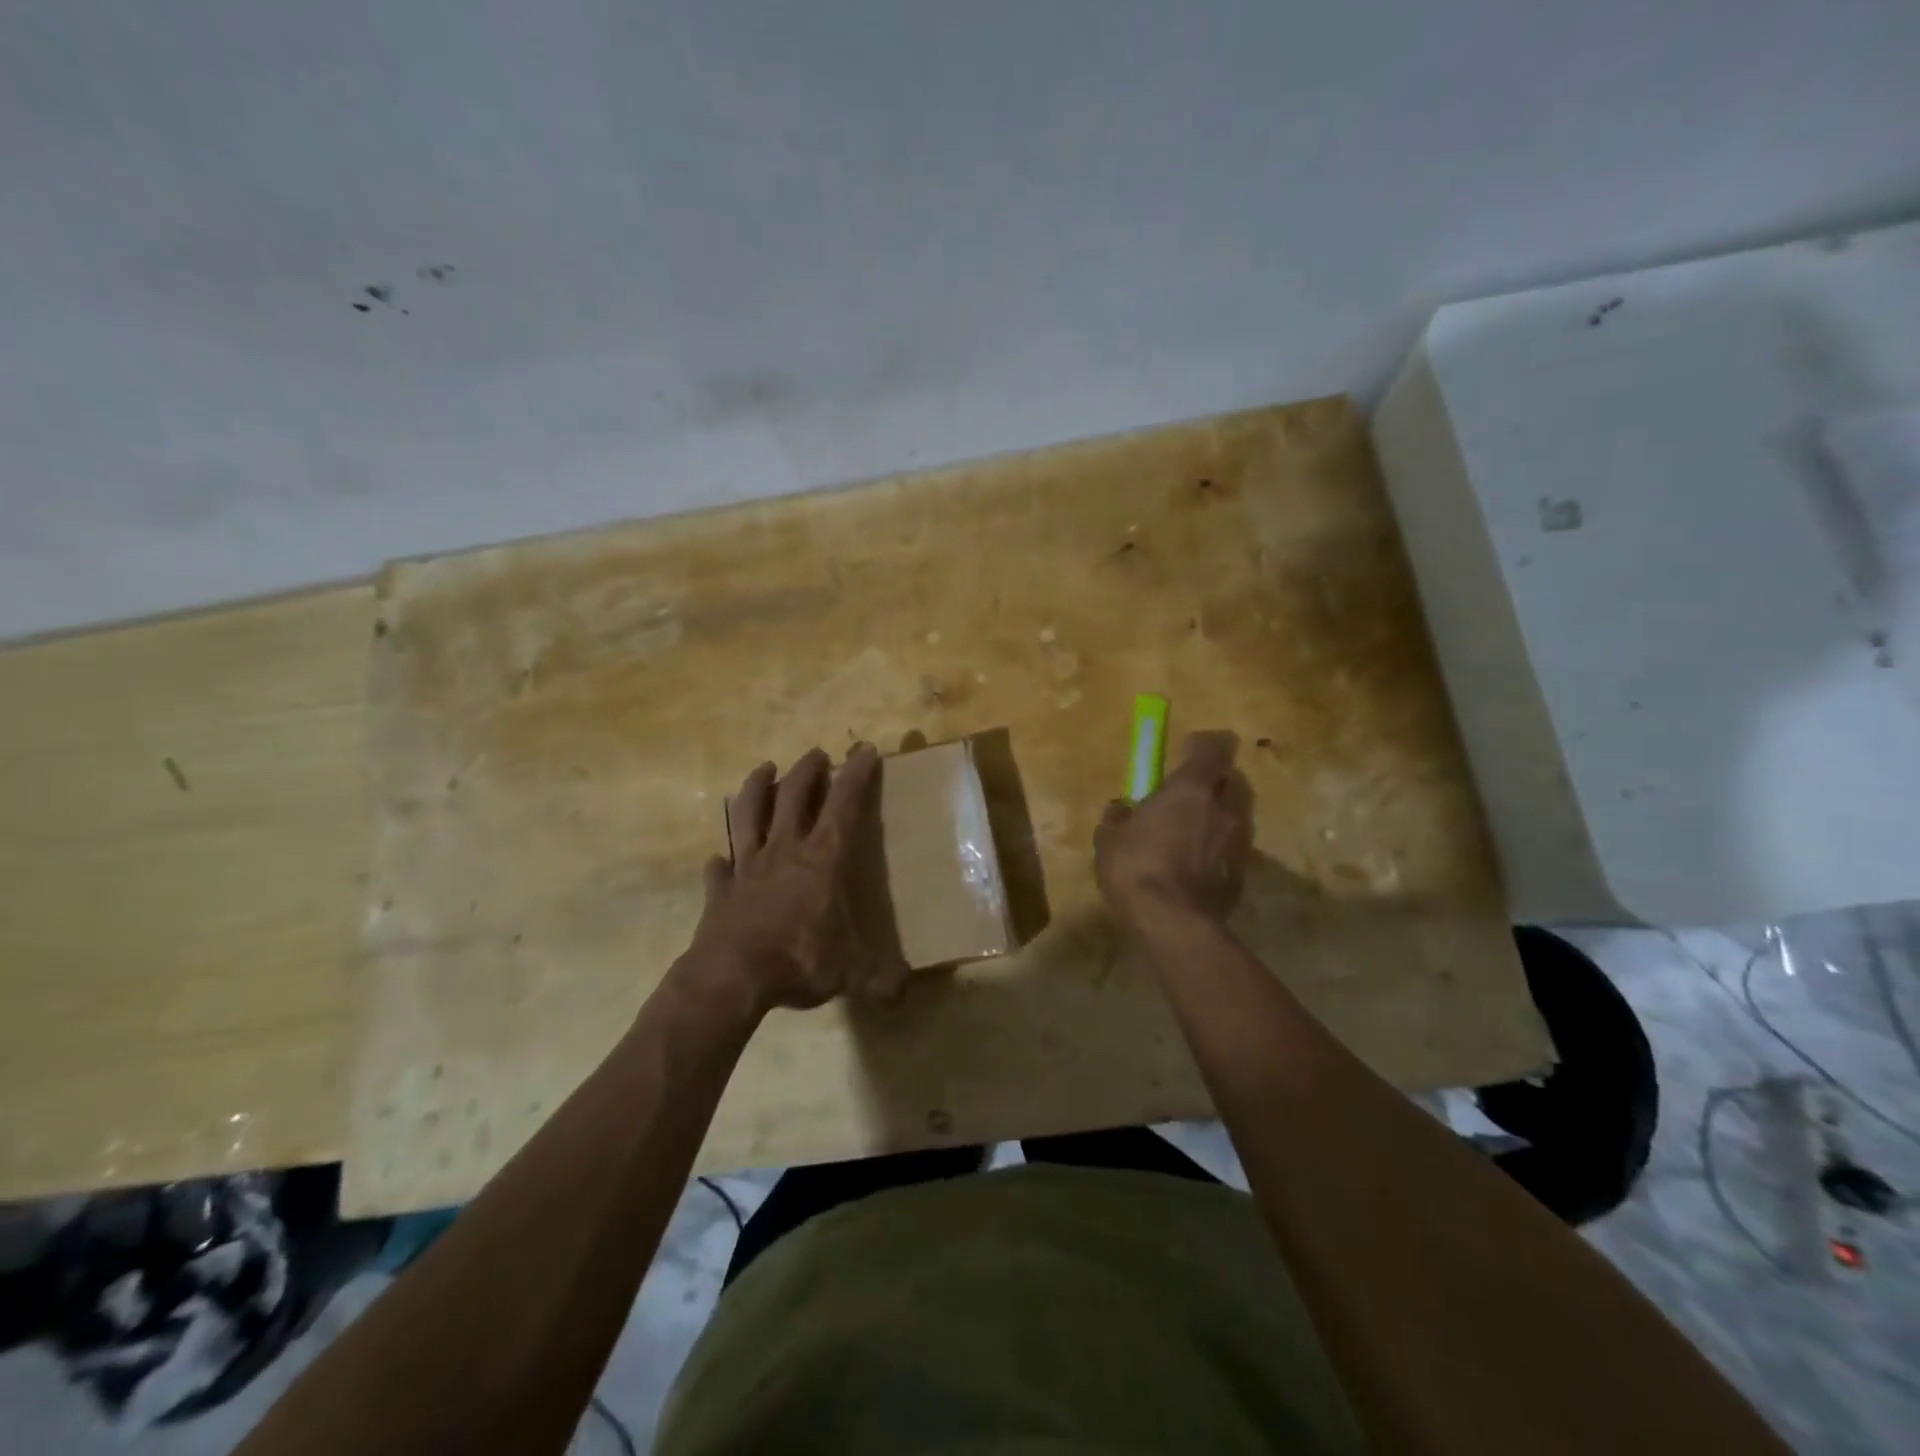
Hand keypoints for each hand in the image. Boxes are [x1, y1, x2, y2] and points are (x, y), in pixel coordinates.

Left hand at [685, 744, 908, 1014]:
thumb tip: (906, 991)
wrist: (732, 976)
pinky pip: (719, 867)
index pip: (844, 805)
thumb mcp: (850, 972)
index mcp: (822, 859)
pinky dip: (721, 860)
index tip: (864, 750)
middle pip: (794, 796)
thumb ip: (880, 978)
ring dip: (758, 788)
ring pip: (749, 813)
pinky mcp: (720, 889)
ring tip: (765, 770)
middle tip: (816, 755)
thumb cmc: (799, 960)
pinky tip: (719, 858)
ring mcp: (747, 866)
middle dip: (808, 770)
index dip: (856, 775)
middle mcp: (784, 850)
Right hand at [1094, 731, 1253, 932]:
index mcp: (1191, 788)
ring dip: (1217, 816)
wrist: (1173, 923)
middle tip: (1188, 794)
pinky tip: (1195, 865)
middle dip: (1214, 781)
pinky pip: (1232, 847)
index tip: (1186, 751)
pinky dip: (1218, 848)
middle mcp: (1223, 807)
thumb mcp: (1109, 839)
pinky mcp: (1243, 872)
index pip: (1215, 746)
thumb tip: (1121, 809)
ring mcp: (1239, 840)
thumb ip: (1118, 817)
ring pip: (1235, 814)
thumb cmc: (1136, 867)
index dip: (1203, 744)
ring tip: (1190, 834)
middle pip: (1232, 778)